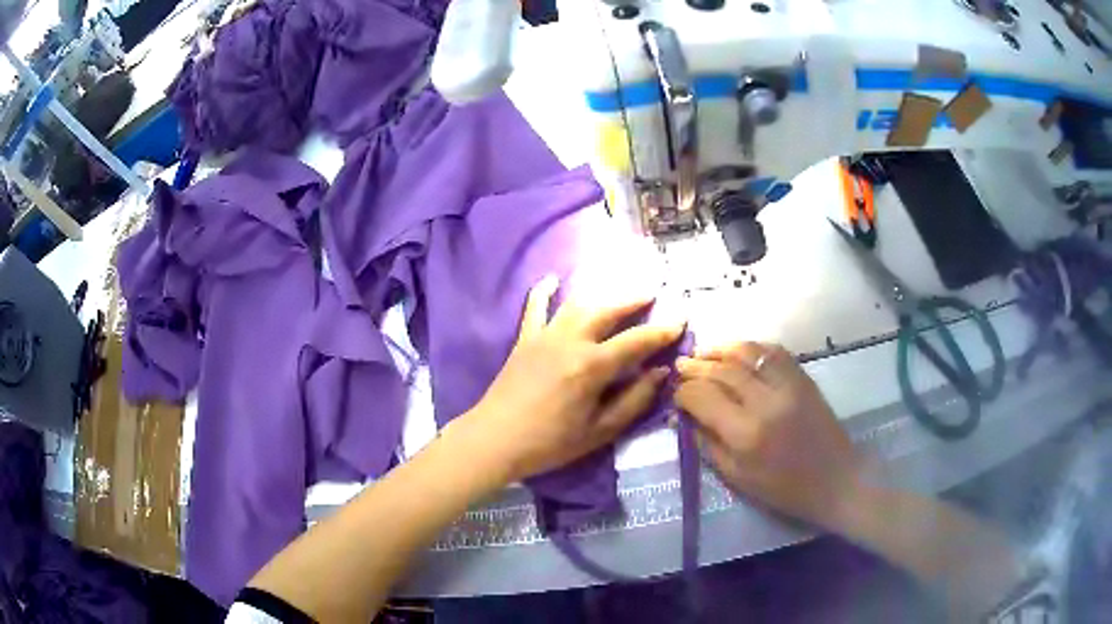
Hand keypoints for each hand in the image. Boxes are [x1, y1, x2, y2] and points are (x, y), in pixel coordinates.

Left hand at [454, 276, 683, 482]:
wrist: (495, 439)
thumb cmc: (550, 443)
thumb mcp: (600, 431)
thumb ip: (634, 401)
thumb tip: (660, 373)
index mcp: (592, 366)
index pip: (637, 341)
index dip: (663, 330)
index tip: (681, 318)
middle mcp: (571, 341)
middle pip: (609, 310)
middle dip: (634, 299)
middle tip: (654, 292)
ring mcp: (545, 336)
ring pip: (578, 304)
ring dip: (602, 294)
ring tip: (619, 290)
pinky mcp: (525, 339)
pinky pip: (535, 307)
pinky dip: (543, 291)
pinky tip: (552, 278)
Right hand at [675, 342, 862, 529]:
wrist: (835, 480)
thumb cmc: (783, 489)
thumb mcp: (736, 477)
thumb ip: (707, 443)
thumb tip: (683, 416)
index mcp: (746, 433)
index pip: (703, 397)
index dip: (684, 392)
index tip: (676, 394)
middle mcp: (765, 401)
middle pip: (722, 370)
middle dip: (696, 366)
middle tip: (681, 365)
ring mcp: (788, 385)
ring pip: (747, 351)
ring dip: (721, 349)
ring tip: (704, 352)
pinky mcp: (804, 378)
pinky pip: (773, 351)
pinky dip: (751, 347)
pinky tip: (738, 352)